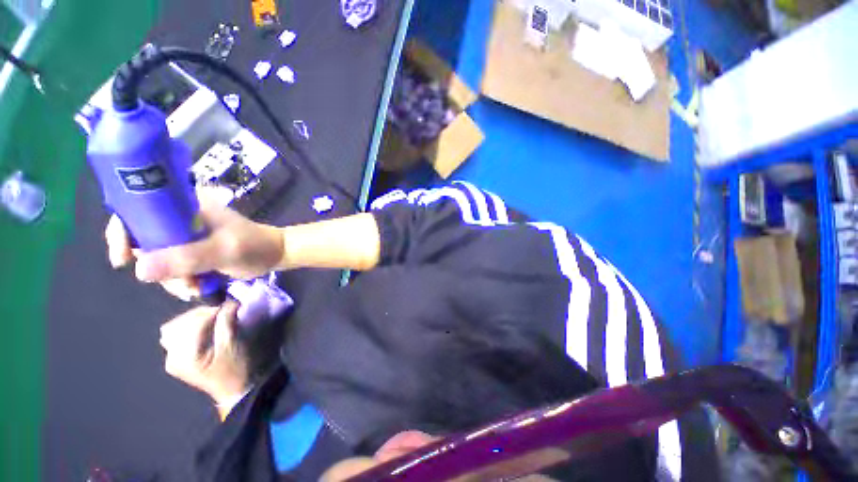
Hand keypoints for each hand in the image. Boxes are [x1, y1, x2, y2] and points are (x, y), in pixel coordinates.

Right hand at [105, 189, 284, 288]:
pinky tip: (199, 289)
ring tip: (196, 288)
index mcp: (185, 205)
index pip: (139, 210)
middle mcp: (180, 218)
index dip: (122, 232)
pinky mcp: (193, 252)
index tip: (122, 260)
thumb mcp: (224, 250)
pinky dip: (181, 281)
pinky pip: (173, 268)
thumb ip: (185, 257)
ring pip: (158, 259)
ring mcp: (186, 237)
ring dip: (173, 279)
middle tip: (181, 282)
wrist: (276, 255)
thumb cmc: (254, 246)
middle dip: (157, 267)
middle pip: (145, 241)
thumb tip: (138, 270)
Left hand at [159, 301, 250, 413]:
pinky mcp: (175, 359)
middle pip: (179, 324)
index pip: (195, 323)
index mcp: (187, 356)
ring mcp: (171, 359)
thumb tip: (228, 303)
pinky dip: (189, 327)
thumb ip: (227, 322)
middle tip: (222, 312)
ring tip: (213, 319)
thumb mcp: (235, 344)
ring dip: (194, 319)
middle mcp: (172, 357)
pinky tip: (203, 329)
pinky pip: (175, 336)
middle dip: (201, 314)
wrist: (236, 389)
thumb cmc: (238, 367)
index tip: (232, 307)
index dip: (214, 311)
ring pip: (173, 328)